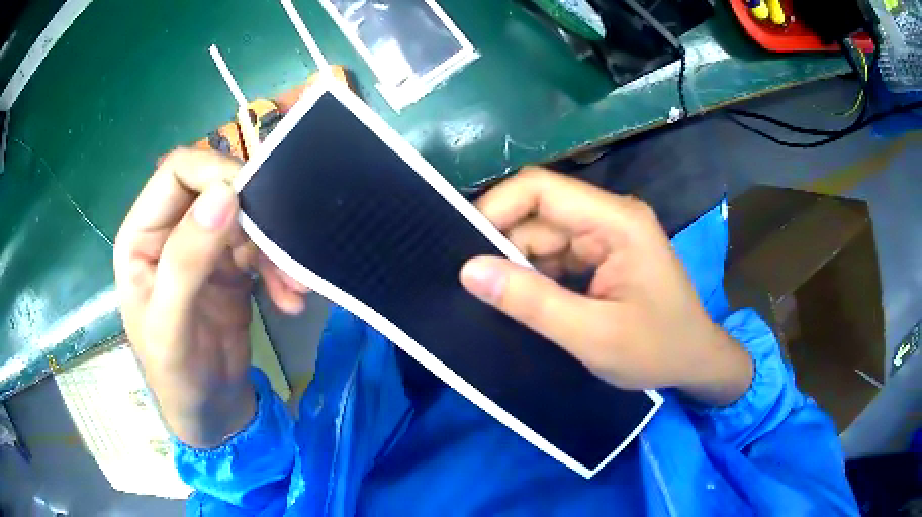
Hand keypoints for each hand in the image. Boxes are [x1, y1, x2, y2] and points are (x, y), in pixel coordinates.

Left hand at [114, 148, 307, 447]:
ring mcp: (203, 248)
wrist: (211, 414)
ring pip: (245, 218)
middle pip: (216, 189)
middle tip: (285, 248)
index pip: (176, 173)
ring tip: (296, 287)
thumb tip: (223, 196)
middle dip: (254, 215)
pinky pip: (261, 249)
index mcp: (142, 236)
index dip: (213, 173)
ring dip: (274, 248)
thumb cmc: (177, 377)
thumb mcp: (172, 327)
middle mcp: (171, 232)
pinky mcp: (231, 267)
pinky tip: (292, 300)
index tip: (252, 201)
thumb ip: (186, 262)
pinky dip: (280, 270)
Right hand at [460, 168, 751, 405]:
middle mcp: (609, 217)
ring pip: (540, 237)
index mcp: (617, 221)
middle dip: (502, 246)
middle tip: (470, 287)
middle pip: (537, 213)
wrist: (695, 363)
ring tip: (491, 300)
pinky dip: (532, 277)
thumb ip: (532, 302)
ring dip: (516, 266)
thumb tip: (469, 270)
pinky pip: (553, 256)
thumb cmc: (657, 350)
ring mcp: (605, 237)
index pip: (541, 189)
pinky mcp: (600, 257)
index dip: (495, 208)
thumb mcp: (593, 334)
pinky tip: (518, 302)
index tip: (462, 248)